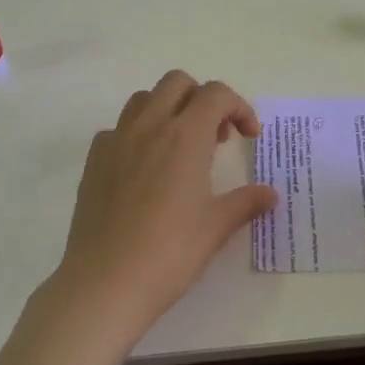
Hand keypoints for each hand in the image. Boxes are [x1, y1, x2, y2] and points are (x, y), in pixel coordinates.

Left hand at [47, 70, 276, 346]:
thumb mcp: (215, 227)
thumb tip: (271, 194)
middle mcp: (149, 127)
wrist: (106, 282)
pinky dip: (137, 134)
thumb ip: (246, 202)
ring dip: (168, 109)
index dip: (239, 108)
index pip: (216, 94)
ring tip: (180, 148)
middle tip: (216, 137)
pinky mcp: (93, 160)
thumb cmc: (169, 253)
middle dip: (203, 99)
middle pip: (177, 82)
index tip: (248, 138)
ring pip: (144, 99)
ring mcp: (116, 140)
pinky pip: (118, 128)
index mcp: (185, 136)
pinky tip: (144, 169)